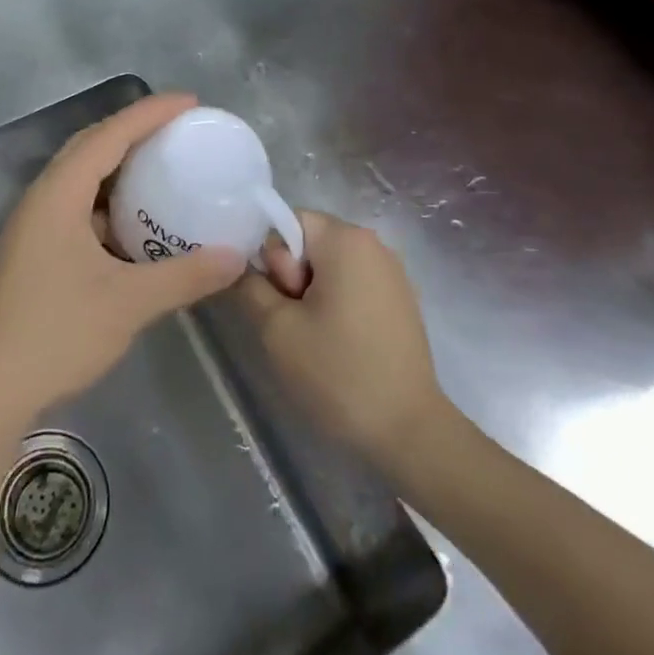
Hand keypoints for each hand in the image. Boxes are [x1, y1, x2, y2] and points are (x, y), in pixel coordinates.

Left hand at [0, 93, 246, 417]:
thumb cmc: (57, 334)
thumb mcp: (129, 303)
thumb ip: (185, 275)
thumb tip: (234, 257)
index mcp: (59, 195)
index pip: (109, 135)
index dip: (150, 113)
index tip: (190, 103)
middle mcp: (43, 199)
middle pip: (91, 146)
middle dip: (134, 129)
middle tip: (178, 129)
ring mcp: (35, 225)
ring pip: (81, 176)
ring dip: (119, 164)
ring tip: (161, 165)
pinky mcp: (36, 250)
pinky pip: (78, 205)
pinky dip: (109, 199)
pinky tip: (135, 221)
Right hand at [242, 210, 445, 467]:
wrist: (409, 432)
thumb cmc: (338, 373)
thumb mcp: (276, 329)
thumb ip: (251, 285)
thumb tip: (244, 265)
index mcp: (346, 238)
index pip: (289, 221)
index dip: (274, 258)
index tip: (285, 301)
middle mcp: (374, 243)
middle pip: (310, 242)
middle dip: (293, 277)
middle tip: (296, 324)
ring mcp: (393, 272)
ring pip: (331, 266)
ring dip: (314, 295)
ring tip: (317, 340)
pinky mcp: (401, 300)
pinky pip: (354, 285)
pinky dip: (338, 306)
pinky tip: (341, 347)